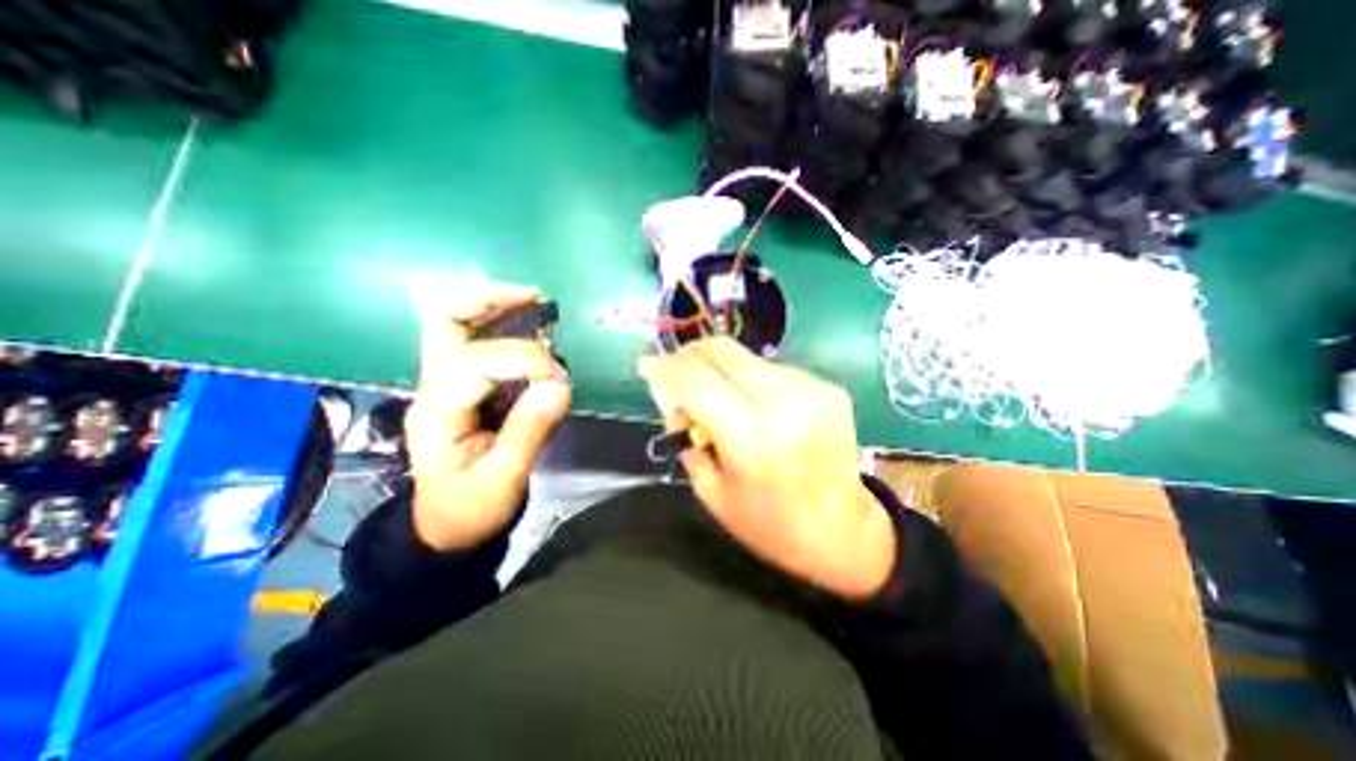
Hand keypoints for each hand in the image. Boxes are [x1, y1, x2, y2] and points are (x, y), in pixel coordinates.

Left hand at [402, 286, 571, 553]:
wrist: (447, 527)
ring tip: (533, 300)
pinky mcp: (463, 386)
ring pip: (454, 324)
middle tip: (533, 295)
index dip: (523, 359)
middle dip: (486, 300)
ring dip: (493, 305)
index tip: (559, 378)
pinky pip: (475, 341)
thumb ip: (529, 431)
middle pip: (442, 322)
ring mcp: (444, 383)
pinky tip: (530, 327)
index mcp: (438, 412)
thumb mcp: (502, 479)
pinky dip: (501, 324)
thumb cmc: (470, 508)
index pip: (476, 362)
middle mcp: (434, 387)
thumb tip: (560, 385)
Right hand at [638, 338, 898, 601]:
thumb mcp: (711, 490)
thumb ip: (684, 435)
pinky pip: (774, 370)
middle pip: (722, 351)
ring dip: (721, 369)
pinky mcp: (829, 388)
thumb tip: (667, 391)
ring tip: (719, 398)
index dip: (664, 367)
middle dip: (689, 354)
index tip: (646, 365)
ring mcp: (813, 391)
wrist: (843, 532)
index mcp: (751, 439)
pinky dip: (752, 380)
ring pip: (747, 357)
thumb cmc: (768, 523)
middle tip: (675, 369)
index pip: (695, 381)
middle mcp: (785, 404)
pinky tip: (755, 406)